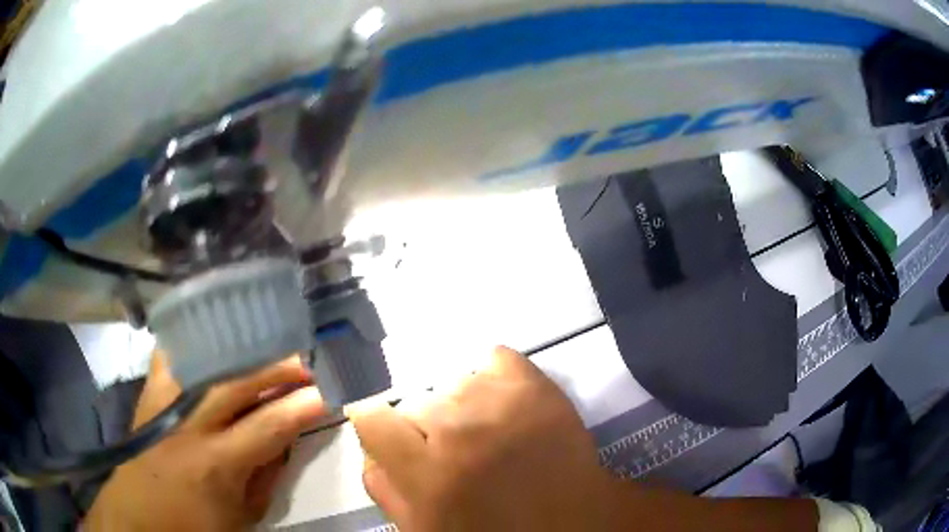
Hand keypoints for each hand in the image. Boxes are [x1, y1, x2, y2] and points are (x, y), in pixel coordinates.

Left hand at [85, 351, 324, 530]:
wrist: (139, 513)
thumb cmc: (196, 524)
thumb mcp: (244, 514)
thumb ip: (267, 474)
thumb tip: (287, 436)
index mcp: (216, 465)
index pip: (268, 426)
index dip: (301, 407)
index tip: (327, 393)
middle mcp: (188, 425)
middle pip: (236, 382)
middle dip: (276, 367)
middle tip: (303, 362)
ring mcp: (164, 401)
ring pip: (202, 359)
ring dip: (240, 349)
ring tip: (266, 344)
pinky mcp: (149, 391)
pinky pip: (172, 352)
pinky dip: (195, 340)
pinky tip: (215, 335)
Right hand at [348, 346, 618, 530]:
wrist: (574, 523)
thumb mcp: (424, 527)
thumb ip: (385, 488)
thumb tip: (370, 449)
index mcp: (427, 474)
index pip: (373, 417)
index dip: (377, 426)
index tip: (391, 436)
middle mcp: (459, 431)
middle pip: (415, 401)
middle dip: (424, 427)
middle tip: (450, 451)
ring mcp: (501, 404)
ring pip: (453, 382)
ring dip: (459, 406)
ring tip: (483, 431)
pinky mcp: (538, 388)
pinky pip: (494, 357)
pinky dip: (491, 377)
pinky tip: (500, 404)